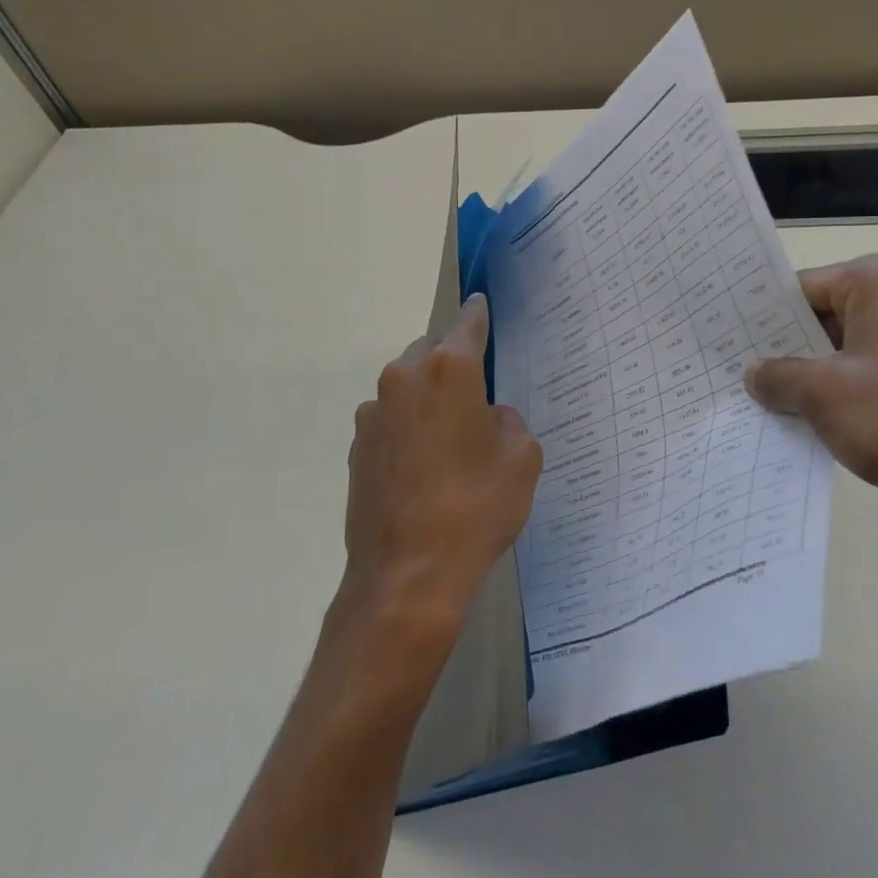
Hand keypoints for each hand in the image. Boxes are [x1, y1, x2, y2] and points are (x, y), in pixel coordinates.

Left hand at [344, 294, 542, 631]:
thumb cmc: (476, 507)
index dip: (478, 314)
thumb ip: (508, 421)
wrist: (408, 574)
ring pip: (405, 385)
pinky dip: (406, 426)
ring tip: (447, 435)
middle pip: (431, 351)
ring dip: (426, 396)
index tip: (481, 304)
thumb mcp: (522, 458)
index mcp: (449, 371)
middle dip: (451, 360)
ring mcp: (373, 413)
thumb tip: (487, 417)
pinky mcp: (356, 446)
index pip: (467, 324)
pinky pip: (389, 419)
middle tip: (474, 391)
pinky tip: (421, 464)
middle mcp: (404, 378)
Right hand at [744, 252, 877, 570]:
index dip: (758, 316)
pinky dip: (835, 405)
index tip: (717, 338)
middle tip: (725, 374)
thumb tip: (754, 372)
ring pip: (841, 357)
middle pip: (822, 320)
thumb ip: (779, 376)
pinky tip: (796, 429)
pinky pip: (865, 386)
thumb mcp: (826, 393)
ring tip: (750, 404)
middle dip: (780, 353)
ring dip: (805, 384)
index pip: (802, 287)